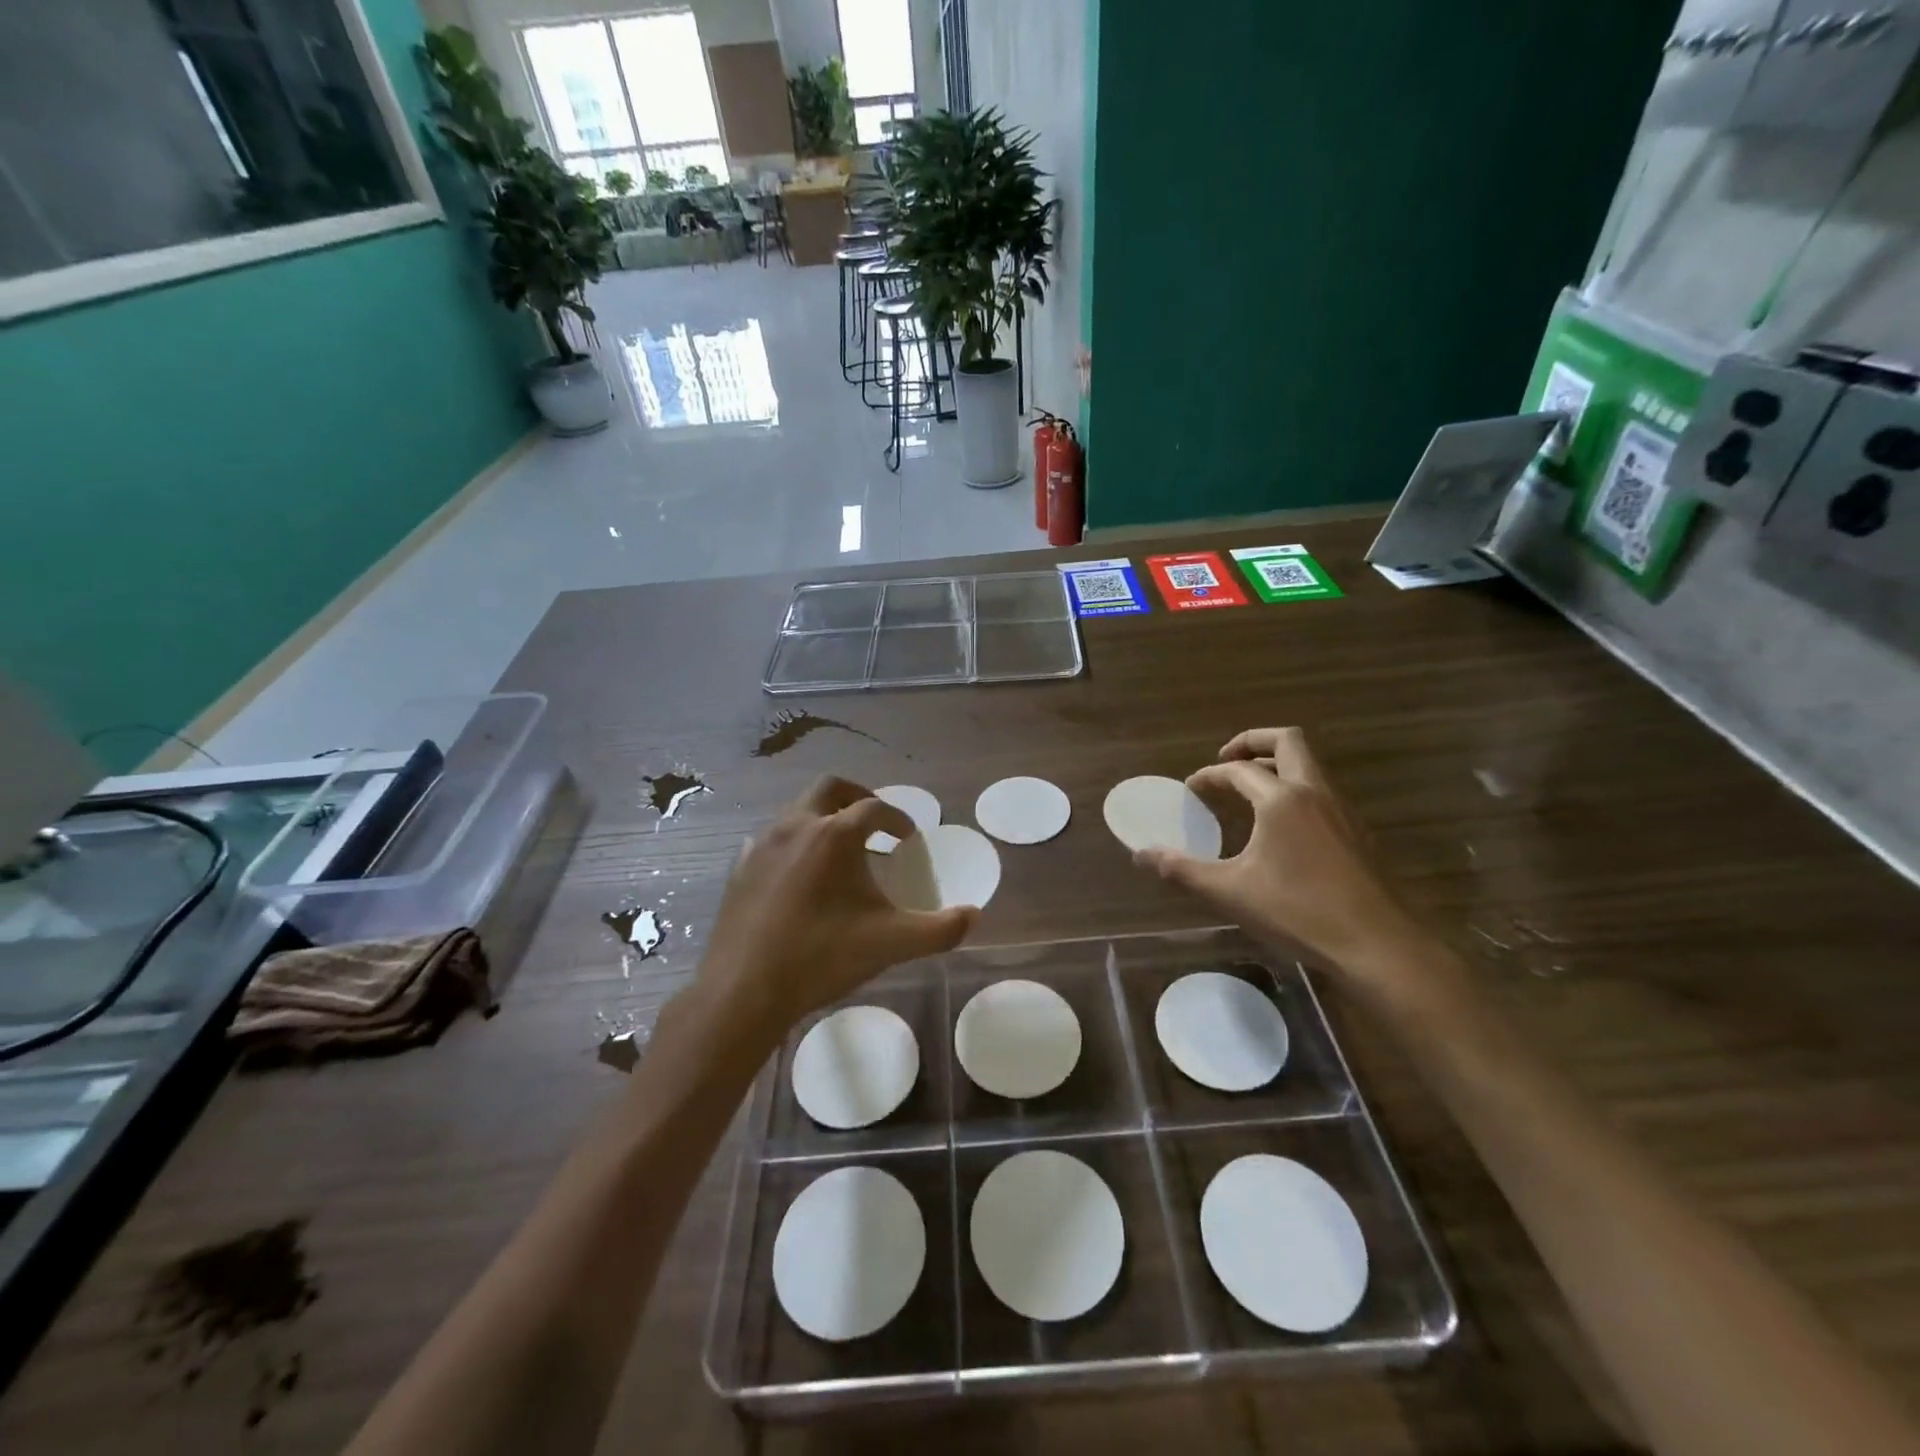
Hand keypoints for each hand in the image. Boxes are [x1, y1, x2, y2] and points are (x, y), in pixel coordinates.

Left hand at [693, 777, 976, 1040]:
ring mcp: (762, 845)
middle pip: (830, 788)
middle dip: (857, 797)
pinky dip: (794, 842)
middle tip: (875, 820)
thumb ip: (940, 929)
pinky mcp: (740, 868)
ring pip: (797, 810)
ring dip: (823, 817)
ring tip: (839, 848)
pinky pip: (771, 838)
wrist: (744, 990)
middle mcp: (796, 826)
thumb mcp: (892, 944)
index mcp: (835, 835)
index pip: (874, 808)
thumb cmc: (822, 957)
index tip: (908, 835)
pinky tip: (800, 873)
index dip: (897, 817)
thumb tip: (974, 915)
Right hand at [1134, 728, 1426, 975]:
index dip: (1209, 775)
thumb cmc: (1298, 912)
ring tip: (1250, 790)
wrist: (1378, 944)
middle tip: (1227, 759)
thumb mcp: (1230, 892)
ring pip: (1310, 766)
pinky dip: (1295, 790)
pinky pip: (1321, 791)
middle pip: (1288, 741)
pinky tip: (1281, 826)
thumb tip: (1141, 854)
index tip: (1191, 789)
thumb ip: (1182, 869)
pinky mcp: (1357, 833)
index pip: (1238, 771)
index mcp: (1281, 800)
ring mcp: (1342, 811)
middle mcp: (1314, 793)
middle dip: (1253, 742)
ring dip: (1277, 766)